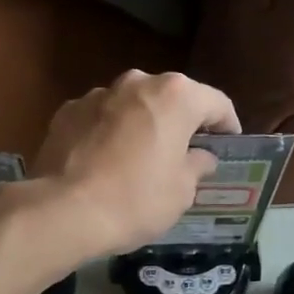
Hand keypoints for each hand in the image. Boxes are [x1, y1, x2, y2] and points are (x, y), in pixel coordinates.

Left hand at [28, 71, 241, 258]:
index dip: (227, 125)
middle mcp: (137, 83)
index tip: (229, 145)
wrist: (64, 211)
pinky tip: (106, 163)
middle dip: (181, 123)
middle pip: (171, 99)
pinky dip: (109, 134)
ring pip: (132, 106)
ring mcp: (98, 94)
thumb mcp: (181, 191)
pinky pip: (101, 119)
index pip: (216, 103)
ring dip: (142, 126)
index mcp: (176, 96)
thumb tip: (200, 157)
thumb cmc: (135, 200)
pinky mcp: (67, 112)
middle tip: (186, 153)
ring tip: (142, 160)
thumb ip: (197, 166)